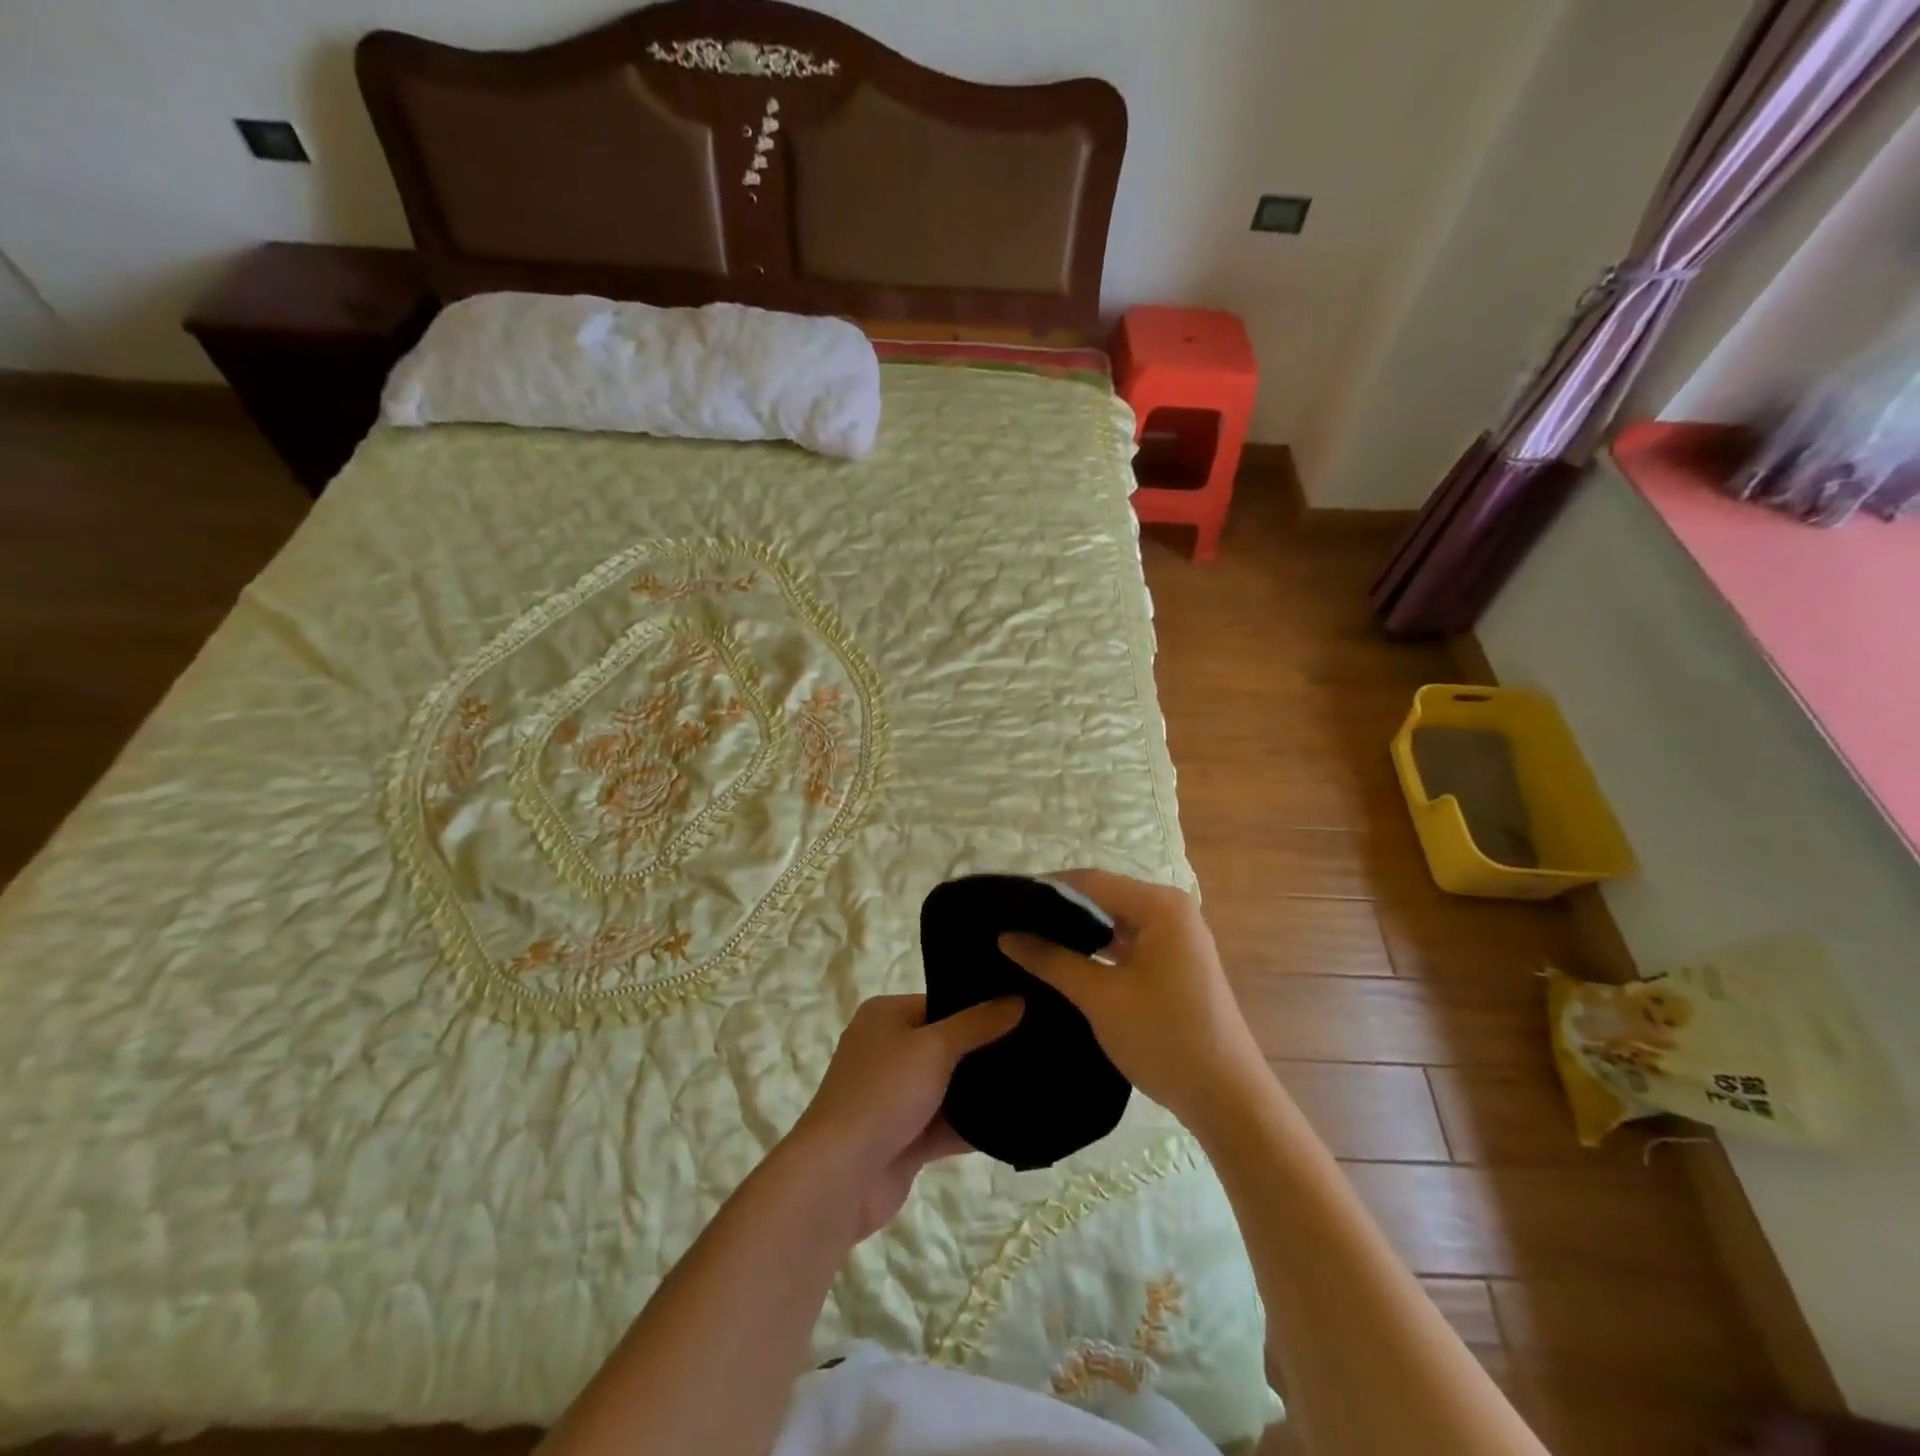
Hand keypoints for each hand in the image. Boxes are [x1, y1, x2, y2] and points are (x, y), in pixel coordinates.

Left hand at [786, 994, 1022, 1239]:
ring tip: (1037, 1082)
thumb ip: (978, 1024)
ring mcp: (895, 1097)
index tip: (1023, 1010)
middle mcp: (888, 1051)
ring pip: (948, 1088)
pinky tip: (1017, 1123)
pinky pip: (947, 1125)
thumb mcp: (935, 1047)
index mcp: (885, 1016)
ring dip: (982, 1091)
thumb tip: (1017, 998)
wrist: (840, 1177)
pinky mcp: (905, 1138)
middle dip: (985, 1050)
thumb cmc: (884, 1093)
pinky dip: (973, 1126)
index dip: (978, 1006)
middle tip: (1037, 1047)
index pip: (940, 1003)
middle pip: (946, 1044)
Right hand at [1000, 869, 1266, 1132]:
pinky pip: (1128, 941)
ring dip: (1079, 931)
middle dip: (1059, 910)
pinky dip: (1099, 948)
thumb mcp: (1100, 997)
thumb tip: (1006, 935)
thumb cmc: (1164, 1038)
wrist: (1226, 1097)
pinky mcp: (1175, 962)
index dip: (1045, 889)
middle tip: (1012, 924)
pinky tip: (1066, 961)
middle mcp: (1172, 910)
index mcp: (1160, 905)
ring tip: (1030, 941)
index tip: (1004, 903)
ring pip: (1115, 920)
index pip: (1090, 881)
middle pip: (1103, 896)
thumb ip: (1051, 960)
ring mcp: (1177, 936)